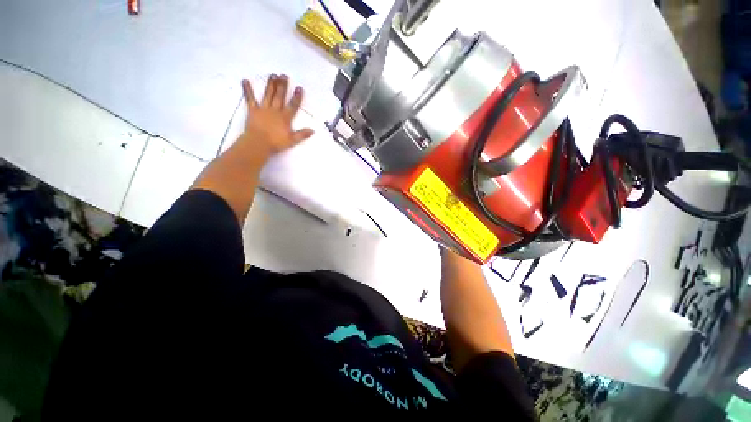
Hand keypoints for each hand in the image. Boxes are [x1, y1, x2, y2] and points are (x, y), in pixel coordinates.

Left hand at [239, 74, 313, 158]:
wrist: (259, 143)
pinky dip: (247, 90)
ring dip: (271, 85)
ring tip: (273, 75)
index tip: (299, 88)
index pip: (293, 106)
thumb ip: (302, 134)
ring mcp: (264, 109)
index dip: (297, 97)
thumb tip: (312, 130)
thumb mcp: (292, 140)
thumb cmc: (276, 143)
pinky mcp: (253, 110)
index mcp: (285, 117)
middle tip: (284, 75)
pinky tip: (245, 80)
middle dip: (282, 86)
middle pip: (280, 96)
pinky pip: (250, 99)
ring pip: (268, 94)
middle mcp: (275, 110)